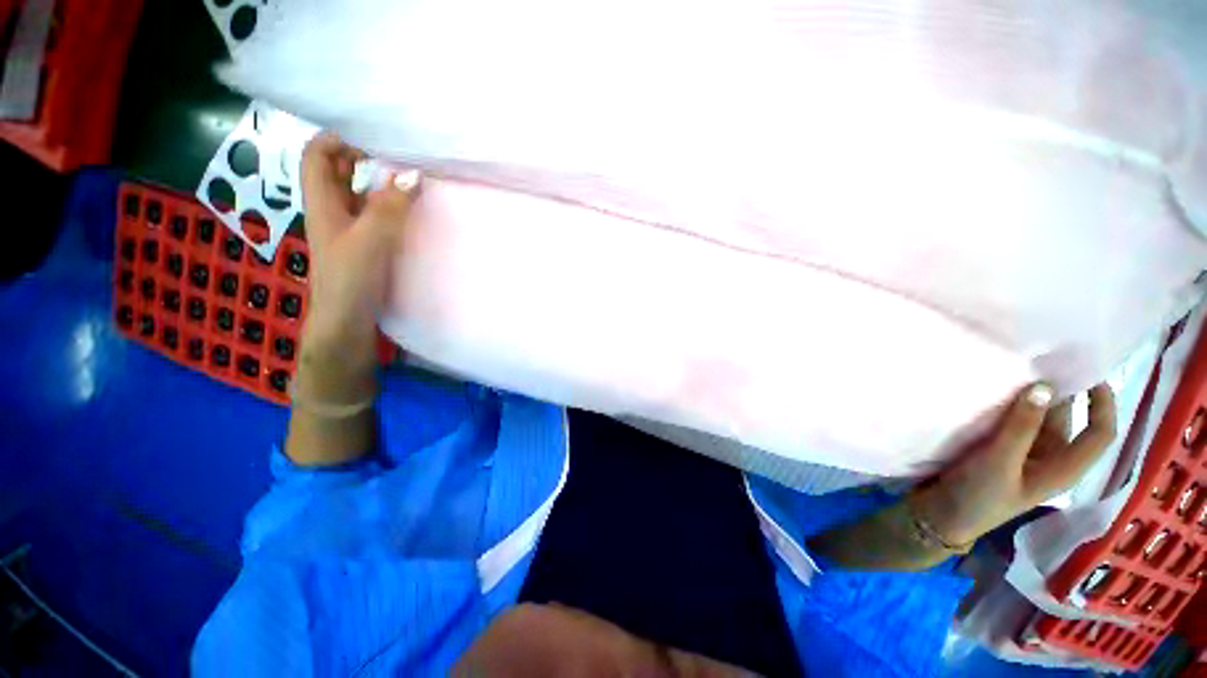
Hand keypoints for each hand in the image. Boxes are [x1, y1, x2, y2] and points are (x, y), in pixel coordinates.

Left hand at [284, 132, 419, 466]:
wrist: (347, 327)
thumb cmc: (349, 284)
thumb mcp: (369, 243)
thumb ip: (389, 208)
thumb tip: (412, 173)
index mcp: (323, 204)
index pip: (319, 155)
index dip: (341, 139)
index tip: (376, 138)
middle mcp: (333, 212)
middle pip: (341, 171)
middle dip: (367, 157)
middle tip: (403, 156)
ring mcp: (351, 231)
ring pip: (362, 194)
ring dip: (383, 183)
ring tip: (415, 179)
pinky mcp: (367, 248)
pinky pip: (377, 216)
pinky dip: (393, 207)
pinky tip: (414, 212)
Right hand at [913, 382, 1117, 544]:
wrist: (940, 515)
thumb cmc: (978, 496)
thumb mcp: (1000, 463)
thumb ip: (1021, 426)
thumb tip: (1043, 385)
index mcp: (1062, 468)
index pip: (1099, 433)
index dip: (1102, 403)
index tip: (1087, 372)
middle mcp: (1049, 459)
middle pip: (1066, 421)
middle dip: (1059, 393)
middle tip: (1039, 361)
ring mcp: (1021, 454)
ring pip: (1035, 419)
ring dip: (1029, 398)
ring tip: (1013, 371)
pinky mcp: (996, 450)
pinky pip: (1010, 423)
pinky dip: (1006, 407)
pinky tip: (991, 393)